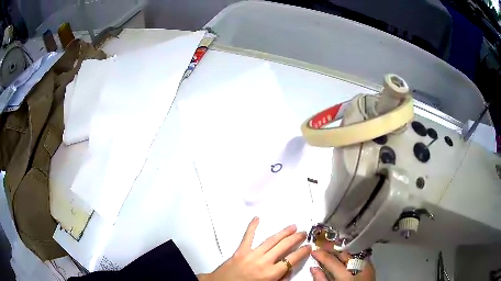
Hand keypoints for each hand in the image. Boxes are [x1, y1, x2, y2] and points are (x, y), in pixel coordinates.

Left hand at [198, 217, 311, 280]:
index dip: (302, 252)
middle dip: (295, 238)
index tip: (309, 246)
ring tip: (292, 226)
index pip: (292, 260)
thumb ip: (281, 279)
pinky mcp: (240, 251)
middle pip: (283, 247)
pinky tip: (257, 217)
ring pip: (270, 240)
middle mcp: (264, 262)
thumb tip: (290, 269)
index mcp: (271, 274)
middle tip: (303, 232)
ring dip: (283, 233)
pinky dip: (252, 227)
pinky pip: (247, 237)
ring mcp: (251, 254)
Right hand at [310, 248, 374, 280]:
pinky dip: (350, 256)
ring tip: (332, 251)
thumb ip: (321, 279)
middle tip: (322, 247)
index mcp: (347, 275)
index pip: (331, 261)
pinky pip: (359, 257)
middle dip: (332, 249)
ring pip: (352, 253)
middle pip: (343, 254)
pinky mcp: (371, 267)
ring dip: (341, 252)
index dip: (321, 254)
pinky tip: (345, 257)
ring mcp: (367, 266)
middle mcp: (359, 268)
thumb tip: (314, 268)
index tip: (313, 250)